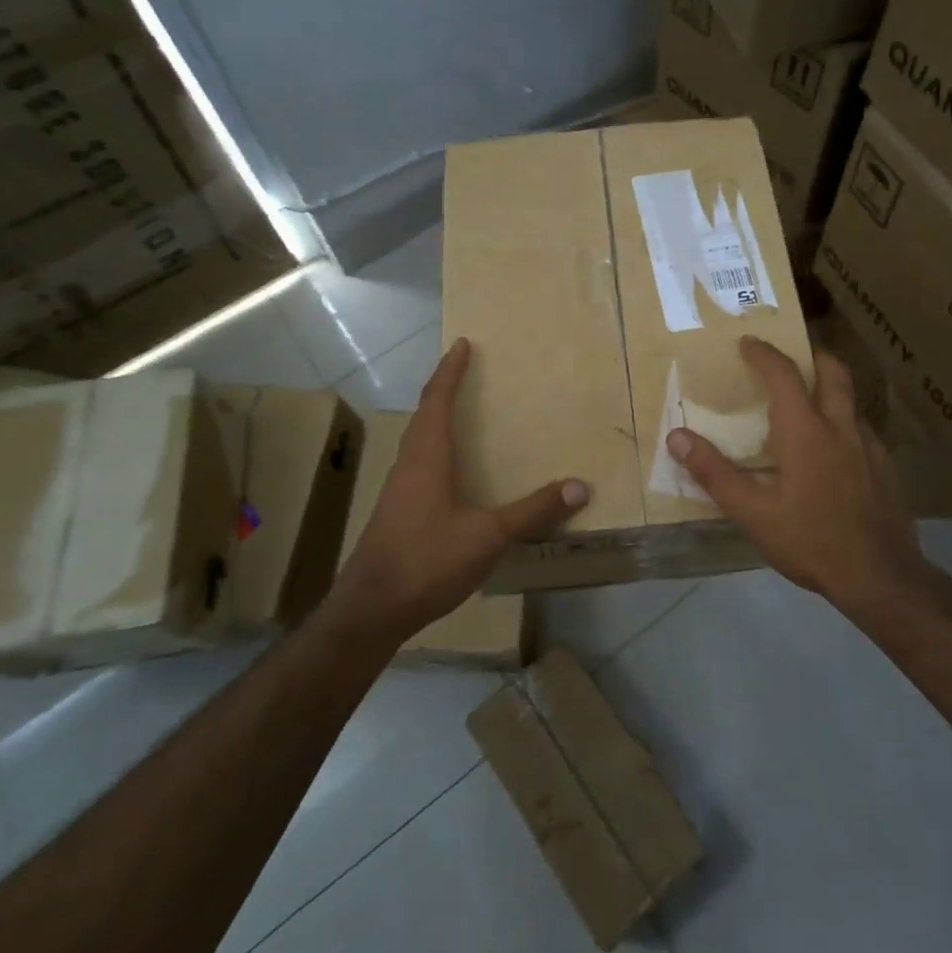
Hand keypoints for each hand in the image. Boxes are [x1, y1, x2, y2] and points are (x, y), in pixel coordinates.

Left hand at [331, 337, 589, 640]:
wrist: (371, 609)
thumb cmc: (428, 560)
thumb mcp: (489, 536)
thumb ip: (533, 511)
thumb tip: (580, 486)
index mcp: (428, 456)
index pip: (438, 399)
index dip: (451, 370)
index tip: (463, 344)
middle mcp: (409, 463)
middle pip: (425, 414)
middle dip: (444, 388)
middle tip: (465, 370)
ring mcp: (399, 489)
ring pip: (419, 440)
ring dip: (437, 418)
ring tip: (461, 412)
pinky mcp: (397, 511)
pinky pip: (419, 463)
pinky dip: (436, 449)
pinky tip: (452, 472)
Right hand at [666, 336, 927, 610]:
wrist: (881, 578)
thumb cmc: (810, 541)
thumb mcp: (752, 513)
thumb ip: (713, 473)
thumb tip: (676, 437)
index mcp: (806, 431)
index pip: (784, 375)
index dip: (764, 353)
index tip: (747, 342)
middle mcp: (841, 428)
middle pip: (833, 372)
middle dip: (812, 355)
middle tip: (793, 356)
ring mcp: (870, 447)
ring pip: (851, 401)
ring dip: (830, 389)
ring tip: (809, 403)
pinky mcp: (887, 469)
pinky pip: (863, 430)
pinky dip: (844, 422)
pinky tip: (833, 451)